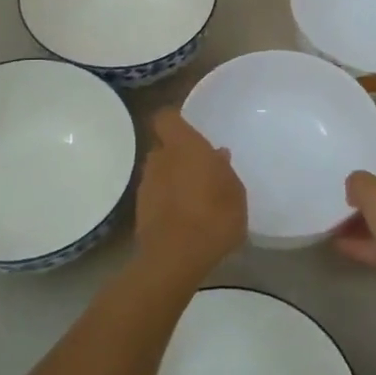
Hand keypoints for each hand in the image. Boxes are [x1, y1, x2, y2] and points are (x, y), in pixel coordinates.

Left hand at [134, 109, 246, 279]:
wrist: (175, 257)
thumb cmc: (214, 217)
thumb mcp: (235, 193)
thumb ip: (225, 170)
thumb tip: (217, 155)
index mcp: (183, 146)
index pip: (166, 117)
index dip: (174, 120)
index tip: (189, 128)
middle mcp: (160, 159)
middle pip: (164, 146)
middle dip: (178, 154)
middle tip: (200, 168)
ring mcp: (146, 185)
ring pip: (159, 171)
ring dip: (172, 178)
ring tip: (194, 196)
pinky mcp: (140, 210)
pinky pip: (156, 194)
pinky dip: (167, 199)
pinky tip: (184, 216)